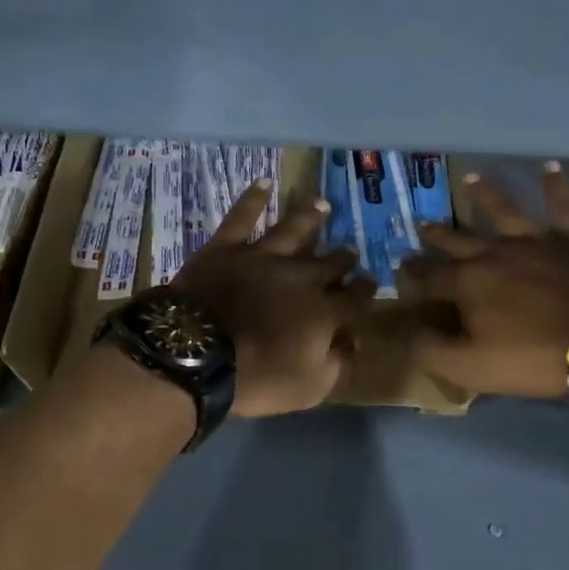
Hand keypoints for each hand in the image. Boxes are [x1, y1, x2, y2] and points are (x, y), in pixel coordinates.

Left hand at [171, 179, 374, 417]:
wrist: (196, 356)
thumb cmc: (256, 378)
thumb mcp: (309, 387)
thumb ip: (337, 363)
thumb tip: (352, 341)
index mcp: (323, 311)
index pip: (354, 299)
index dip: (365, 291)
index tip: (372, 284)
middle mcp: (300, 277)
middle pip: (329, 263)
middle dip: (343, 257)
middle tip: (351, 251)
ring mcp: (262, 257)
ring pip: (294, 231)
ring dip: (310, 218)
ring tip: (323, 205)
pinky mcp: (226, 248)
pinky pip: (241, 217)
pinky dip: (253, 199)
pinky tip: (264, 182)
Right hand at [408, 163, 568, 399]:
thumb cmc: (533, 356)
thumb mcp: (470, 367)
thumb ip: (432, 349)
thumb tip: (408, 330)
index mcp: (467, 283)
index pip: (431, 278)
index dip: (414, 275)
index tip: (401, 267)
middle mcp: (494, 253)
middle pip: (458, 240)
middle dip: (437, 234)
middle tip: (420, 223)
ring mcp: (533, 241)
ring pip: (503, 211)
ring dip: (485, 195)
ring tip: (471, 178)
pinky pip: (561, 206)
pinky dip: (556, 186)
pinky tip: (552, 166)